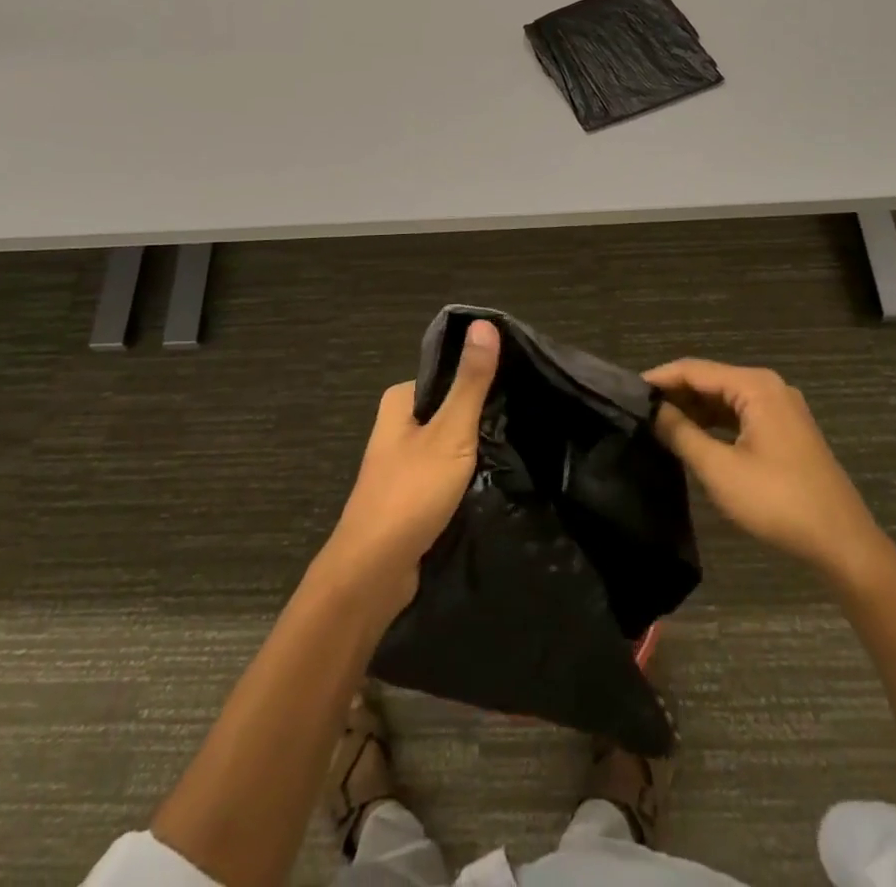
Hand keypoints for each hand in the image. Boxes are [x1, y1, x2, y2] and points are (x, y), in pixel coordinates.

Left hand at [323, 319, 500, 606]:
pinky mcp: (409, 496)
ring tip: (515, 449)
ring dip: (474, 450)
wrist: (373, 572)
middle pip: (448, 410)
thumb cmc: (411, 492)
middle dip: (479, 418)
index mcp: (399, 401)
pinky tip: (491, 481)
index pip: (447, 375)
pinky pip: (444, 474)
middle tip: (521, 421)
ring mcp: (401, 464)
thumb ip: (470, 382)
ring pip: (448, 444)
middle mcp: (396, 426)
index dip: (480, 379)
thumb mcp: (450, 432)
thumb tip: (484, 322)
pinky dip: (464, 476)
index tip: (518, 386)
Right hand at [646, 358, 889, 587]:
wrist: (842, 543)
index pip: (694, 369)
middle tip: (638, 411)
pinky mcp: (785, 431)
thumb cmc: (778, 501)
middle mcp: (769, 387)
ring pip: (724, 399)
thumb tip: (652, 411)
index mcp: (755, 386)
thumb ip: (681, 433)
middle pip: (710, 380)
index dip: (658, 379)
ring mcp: (781, 409)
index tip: (626, 392)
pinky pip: (740, 414)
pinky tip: (692, 437)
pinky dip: (714, 423)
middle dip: (675, 394)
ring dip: (693, 409)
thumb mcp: (720, 469)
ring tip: (657, 424)